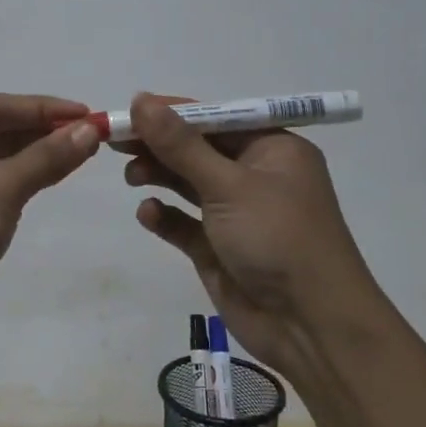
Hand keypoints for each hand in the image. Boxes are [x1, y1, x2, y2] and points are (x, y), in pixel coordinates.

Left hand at [0, 94, 101, 341]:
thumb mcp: (0, 188)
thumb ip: (46, 157)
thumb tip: (89, 129)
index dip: (47, 109)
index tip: (90, 114)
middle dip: (42, 133)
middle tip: (91, 137)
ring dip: (32, 157)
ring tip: (79, 155)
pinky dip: (16, 181)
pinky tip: (47, 180)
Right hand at [119, 93, 388, 379]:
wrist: (310, 327)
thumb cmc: (278, 238)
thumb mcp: (228, 185)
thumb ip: (180, 145)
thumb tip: (140, 99)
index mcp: (272, 149)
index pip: (214, 118)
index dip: (170, 112)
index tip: (128, 110)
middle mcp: (255, 176)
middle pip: (196, 149)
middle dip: (158, 144)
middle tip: (114, 142)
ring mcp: (236, 214)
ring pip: (188, 183)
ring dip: (158, 175)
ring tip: (130, 177)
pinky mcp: (218, 248)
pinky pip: (184, 223)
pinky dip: (165, 216)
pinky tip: (148, 214)